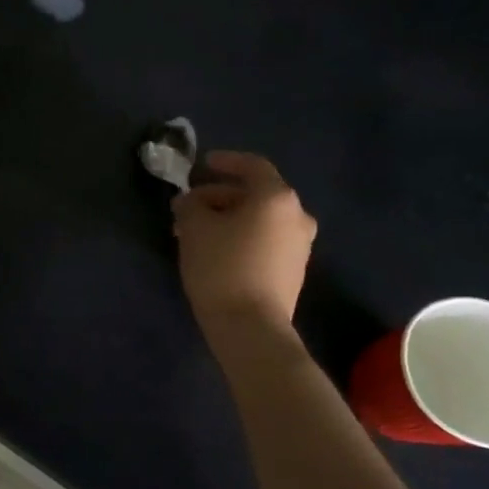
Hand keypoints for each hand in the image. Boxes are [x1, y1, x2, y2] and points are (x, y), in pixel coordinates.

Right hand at [172, 150, 316, 329]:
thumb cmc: (222, 266)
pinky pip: (265, 240)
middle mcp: (296, 216)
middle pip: (255, 194)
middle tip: (188, 206)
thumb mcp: (194, 227)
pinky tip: (215, 250)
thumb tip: (191, 201)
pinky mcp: (293, 270)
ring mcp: (300, 245)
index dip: (225, 161)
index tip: (201, 164)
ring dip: (228, 218)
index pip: (252, 166)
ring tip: (195, 231)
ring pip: (259, 219)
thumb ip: (190, 203)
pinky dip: (241, 236)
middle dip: (218, 196)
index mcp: (276, 197)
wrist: (251, 327)